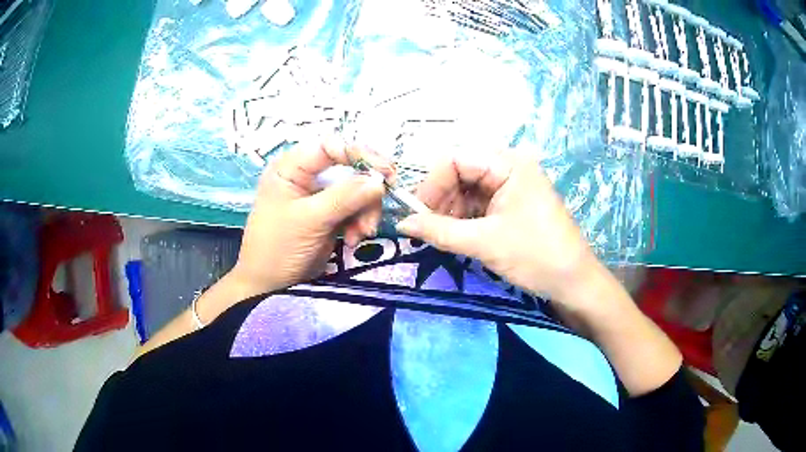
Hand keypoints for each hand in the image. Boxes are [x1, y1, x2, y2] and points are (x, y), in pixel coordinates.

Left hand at [230, 138, 390, 296]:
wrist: (269, 285)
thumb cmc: (278, 248)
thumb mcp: (309, 220)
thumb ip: (344, 198)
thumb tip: (379, 182)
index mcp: (291, 167)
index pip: (330, 146)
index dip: (359, 154)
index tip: (385, 173)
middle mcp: (306, 175)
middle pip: (349, 167)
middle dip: (365, 192)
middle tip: (376, 210)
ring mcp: (319, 195)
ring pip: (357, 189)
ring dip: (365, 212)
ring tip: (360, 235)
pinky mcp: (329, 214)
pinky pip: (355, 208)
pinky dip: (360, 223)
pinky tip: (352, 240)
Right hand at [396, 151, 600, 304]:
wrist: (573, 283)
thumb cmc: (535, 256)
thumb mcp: (484, 243)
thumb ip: (439, 230)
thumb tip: (401, 223)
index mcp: (510, 164)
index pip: (457, 158)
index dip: (433, 183)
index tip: (418, 213)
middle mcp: (511, 166)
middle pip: (461, 171)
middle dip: (441, 198)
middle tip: (427, 227)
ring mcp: (512, 184)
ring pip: (468, 187)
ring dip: (450, 209)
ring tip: (441, 234)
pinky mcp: (513, 201)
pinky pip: (479, 201)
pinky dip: (463, 216)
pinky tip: (456, 234)